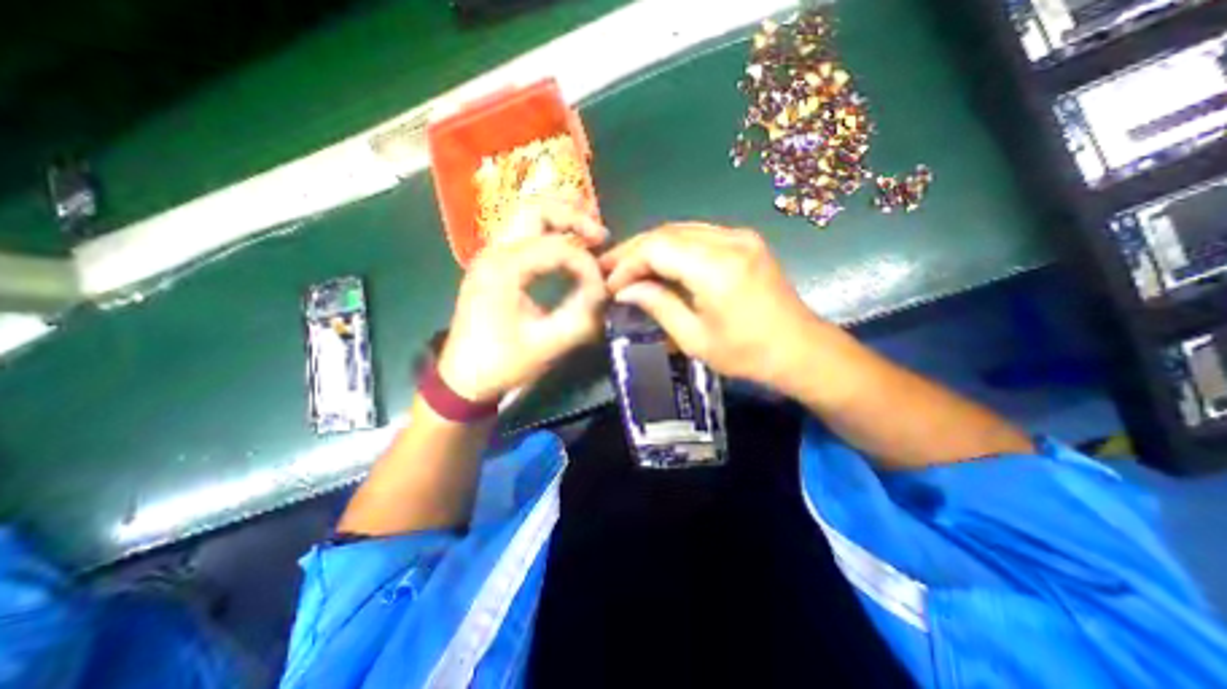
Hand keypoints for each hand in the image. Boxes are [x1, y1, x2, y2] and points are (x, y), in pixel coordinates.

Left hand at [442, 204, 613, 404]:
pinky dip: (549, 232)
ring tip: (589, 231)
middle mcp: (494, 252)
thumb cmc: (501, 363)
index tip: (602, 287)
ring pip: (527, 216)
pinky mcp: (494, 265)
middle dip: (573, 217)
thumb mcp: (546, 344)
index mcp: (503, 269)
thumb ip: (581, 316)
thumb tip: (605, 292)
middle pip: (535, 210)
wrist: (462, 379)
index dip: (585, 264)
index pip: (556, 247)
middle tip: (600, 236)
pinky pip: (524, 234)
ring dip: (560, 218)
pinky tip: (567, 245)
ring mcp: (490, 256)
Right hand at [600, 225, 827, 390]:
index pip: (657, 248)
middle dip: (634, 249)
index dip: (628, 263)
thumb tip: (624, 290)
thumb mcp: (694, 338)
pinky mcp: (745, 240)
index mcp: (716, 268)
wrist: (800, 348)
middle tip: (608, 267)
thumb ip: (658, 306)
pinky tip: (659, 261)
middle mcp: (729, 241)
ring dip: (651, 246)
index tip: (610, 284)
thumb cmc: (746, 353)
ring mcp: (740, 236)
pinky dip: (673, 246)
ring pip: (681, 229)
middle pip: (667, 232)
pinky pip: (698, 234)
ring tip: (627, 264)